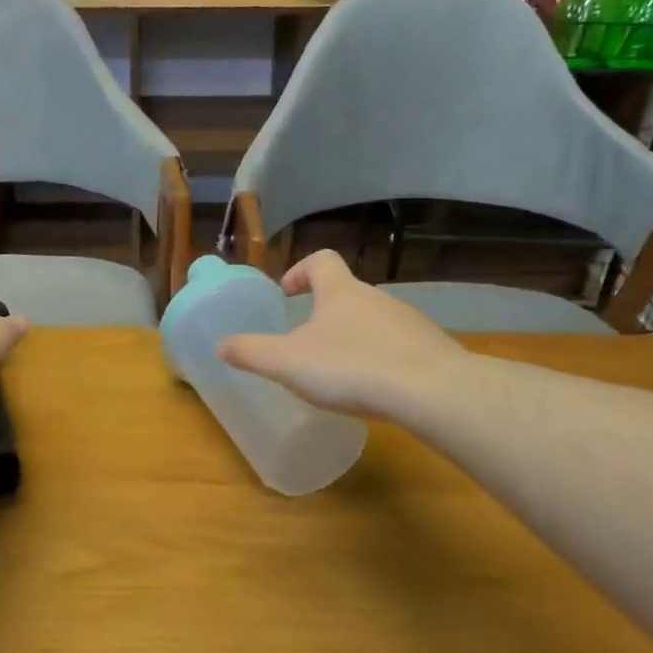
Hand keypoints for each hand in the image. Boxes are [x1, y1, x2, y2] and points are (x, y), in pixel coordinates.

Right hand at [217, 250, 460, 420]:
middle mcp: (376, 297)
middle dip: (324, 313)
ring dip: (353, 337)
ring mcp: (408, 321)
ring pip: (373, 320)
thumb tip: (221, 344)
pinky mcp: (431, 348)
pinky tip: (375, 387)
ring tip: (340, 372)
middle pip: (346, 292)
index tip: (287, 295)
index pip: (320, 260)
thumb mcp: (287, 362)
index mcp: (340, 291)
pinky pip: (398, 345)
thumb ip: (251, 352)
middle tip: (307, 344)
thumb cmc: (351, 368)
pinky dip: (381, 358)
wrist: (431, 392)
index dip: (300, 272)